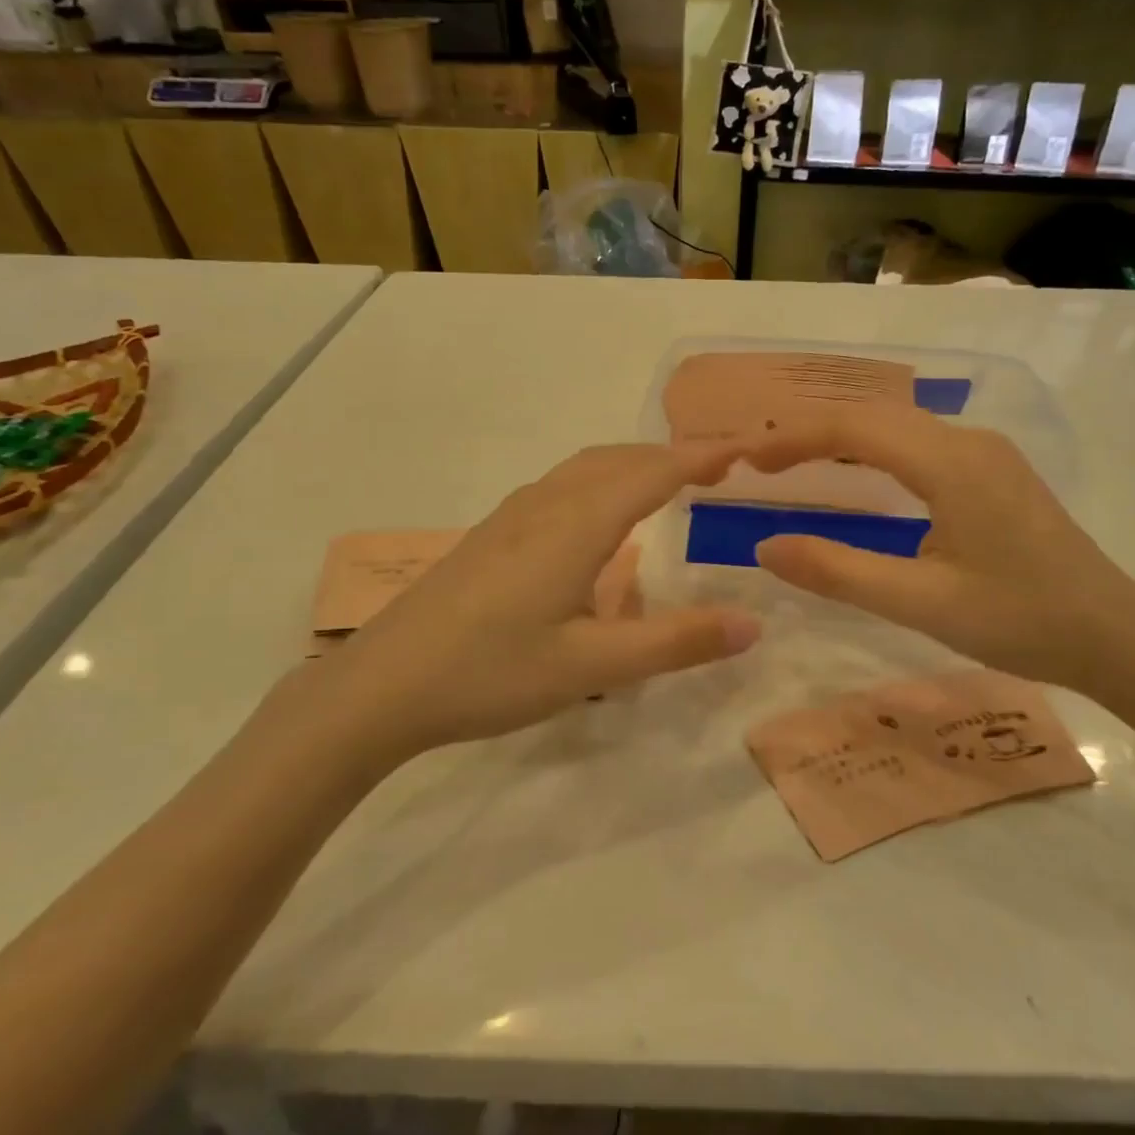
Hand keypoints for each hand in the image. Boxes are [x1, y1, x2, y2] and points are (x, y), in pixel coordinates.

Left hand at [268, 442, 762, 767]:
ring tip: (669, 483)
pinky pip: (562, 485)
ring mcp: (513, 516)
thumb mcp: (591, 666)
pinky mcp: (492, 534)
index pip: (654, 472)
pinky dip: (602, 481)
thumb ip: (675, 643)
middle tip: (719, 468)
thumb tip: (752, 624)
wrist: (381, 684)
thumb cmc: (490, 672)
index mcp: (577, 524)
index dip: (703, 456)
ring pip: (586, 468)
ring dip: (634, 464)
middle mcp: (546, 504)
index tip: (749, 450)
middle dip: (673, 455)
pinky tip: (600, 519)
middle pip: (620, 459)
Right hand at [745, 405, 1134, 691]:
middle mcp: (968, 441)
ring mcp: (986, 453)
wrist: (1115, 635)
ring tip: (793, 461)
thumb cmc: (1019, 620)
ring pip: (897, 425)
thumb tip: (765, 548)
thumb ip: (839, 572)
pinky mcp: (994, 471)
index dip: (794, 439)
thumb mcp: (921, 604)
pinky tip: (857, 474)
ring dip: (841, 438)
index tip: (747, 460)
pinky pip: (919, 442)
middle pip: (874, 416)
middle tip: (759, 461)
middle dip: (811, 432)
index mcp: (952, 463)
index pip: (855, 429)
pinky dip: (873, 450)